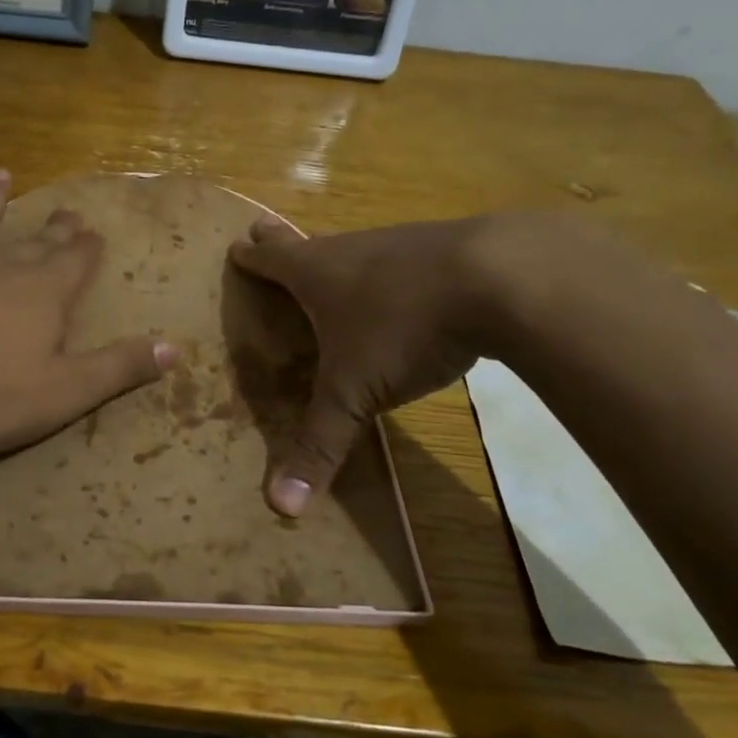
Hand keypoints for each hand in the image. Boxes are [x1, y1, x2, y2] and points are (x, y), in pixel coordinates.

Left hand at [0, 170, 173, 459]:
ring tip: (1, 176)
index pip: (76, 260)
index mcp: (44, 291)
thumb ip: (119, 368)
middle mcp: (0, 265)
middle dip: (56, 228)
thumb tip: (175, 349)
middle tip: (69, 212)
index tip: (95, 233)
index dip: (88, 248)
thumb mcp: (65, 392)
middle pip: (35, 240)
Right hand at [228, 215, 506, 514]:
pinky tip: (407, 288)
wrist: (502, 277)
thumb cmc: (404, 327)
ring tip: (333, 268)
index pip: (270, 259)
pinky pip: (403, 259)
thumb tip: (280, 508)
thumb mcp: (355, 392)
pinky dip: (391, 270)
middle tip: (264, 230)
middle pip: (308, 242)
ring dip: (338, 257)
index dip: (249, 256)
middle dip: (282, 241)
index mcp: (316, 273)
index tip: (236, 246)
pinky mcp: (447, 249)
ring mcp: (401, 243)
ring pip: (356, 247)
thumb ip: (320, 445)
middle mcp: (351, 249)